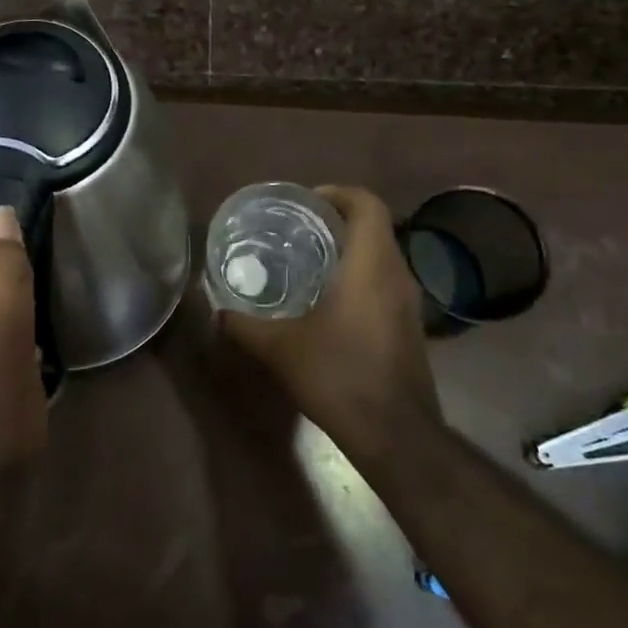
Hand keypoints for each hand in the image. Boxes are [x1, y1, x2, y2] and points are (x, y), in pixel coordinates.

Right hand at [219, 185, 438, 460]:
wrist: (394, 434)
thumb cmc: (338, 375)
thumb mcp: (278, 349)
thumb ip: (243, 325)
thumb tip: (217, 312)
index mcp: (371, 265)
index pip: (367, 204)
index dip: (338, 193)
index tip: (305, 203)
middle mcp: (397, 275)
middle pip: (374, 227)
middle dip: (336, 221)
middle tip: (296, 230)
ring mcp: (409, 303)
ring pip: (381, 256)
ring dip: (348, 251)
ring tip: (306, 262)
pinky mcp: (410, 327)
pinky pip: (385, 283)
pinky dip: (358, 278)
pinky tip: (327, 303)